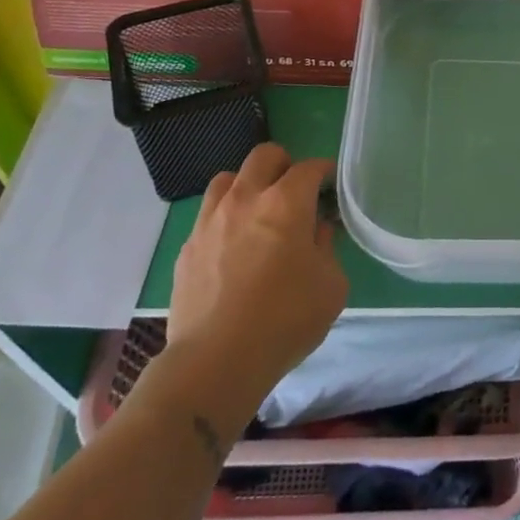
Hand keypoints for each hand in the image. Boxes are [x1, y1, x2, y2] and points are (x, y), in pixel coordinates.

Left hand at [163, 145, 346, 397]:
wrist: (215, 363)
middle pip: (264, 156)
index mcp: (286, 203)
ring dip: (247, 186)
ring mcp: (210, 221)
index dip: (324, 171)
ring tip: (257, 213)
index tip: (331, 185)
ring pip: (227, 178)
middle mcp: (246, 199)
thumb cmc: (285, 320)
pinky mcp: (187, 248)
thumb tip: (317, 231)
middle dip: (284, 165)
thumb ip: (327, 248)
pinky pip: (208, 215)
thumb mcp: (330, 285)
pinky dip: (225, 219)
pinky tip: (233, 247)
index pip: (309, 168)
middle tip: (295, 192)